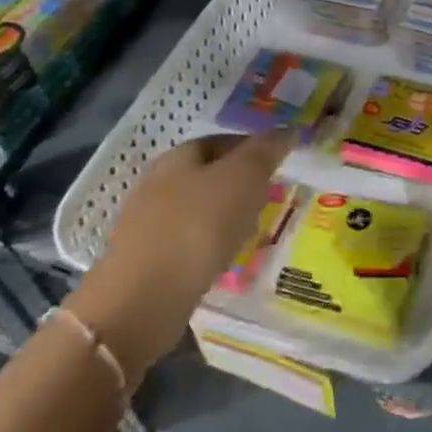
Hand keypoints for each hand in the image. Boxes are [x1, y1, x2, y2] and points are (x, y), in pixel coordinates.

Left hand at [66, 132, 294, 381]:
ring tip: (253, 232)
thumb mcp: (243, 178)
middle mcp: (157, 184)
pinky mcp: (146, 263)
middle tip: (272, 198)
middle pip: (208, 175)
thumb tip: (290, 129)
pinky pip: (188, 244)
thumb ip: (267, 151)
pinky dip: (209, 246)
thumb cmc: (196, 227)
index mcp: (178, 157)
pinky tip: (224, 260)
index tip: (281, 164)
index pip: (222, 140)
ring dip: (226, 217)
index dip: (253, 147)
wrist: (141, 303)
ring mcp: (147, 225)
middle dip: (240, 184)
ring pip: (198, 211)